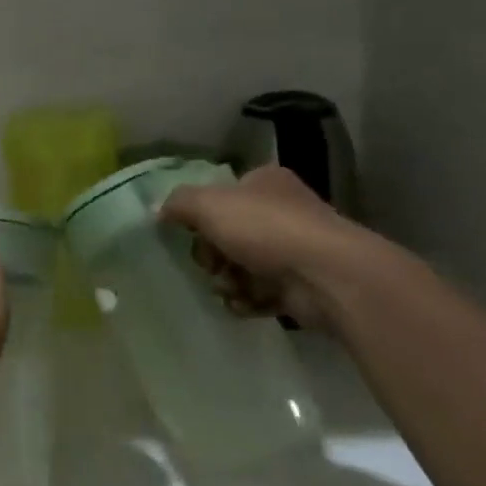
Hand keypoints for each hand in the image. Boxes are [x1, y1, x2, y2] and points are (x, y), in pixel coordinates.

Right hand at [159, 165, 371, 329]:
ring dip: (227, 280)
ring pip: (241, 266)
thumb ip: (178, 203)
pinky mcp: (301, 285)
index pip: (223, 194)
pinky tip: (245, 303)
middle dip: (212, 254)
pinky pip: (260, 293)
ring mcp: (294, 249)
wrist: (327, 276)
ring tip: (231, 288)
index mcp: (265, 182)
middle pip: (227, 234)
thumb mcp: (208, 204)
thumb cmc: (266, 229)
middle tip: (210, 264)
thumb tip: (158, 210)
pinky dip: (247, 300)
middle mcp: (283, 211)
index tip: (191, 232)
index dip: (201, 214)